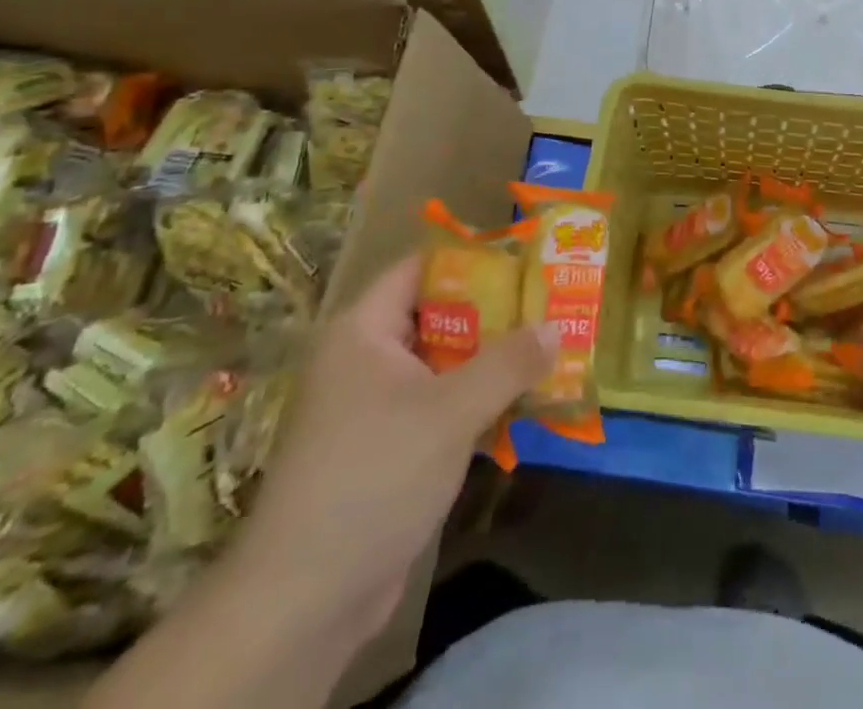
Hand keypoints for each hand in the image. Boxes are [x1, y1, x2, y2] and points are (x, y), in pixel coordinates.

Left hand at [227, 256, 554, 642]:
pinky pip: (436, 405)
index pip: (420, 269)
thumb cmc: (375, 476)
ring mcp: (371, 407)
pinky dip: (473, 401)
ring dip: (489, 361)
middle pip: (437, 315)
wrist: (305, 601)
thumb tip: (557, 326)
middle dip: (494, 313)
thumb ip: (509, 362)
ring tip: (546, 350)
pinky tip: (519, 404)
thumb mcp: (452, 411)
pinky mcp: (383, 449)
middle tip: (548, 306)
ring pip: (441, 364)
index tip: (525, 261)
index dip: (472, 260)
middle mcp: (363, 359)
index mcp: (364, 331)